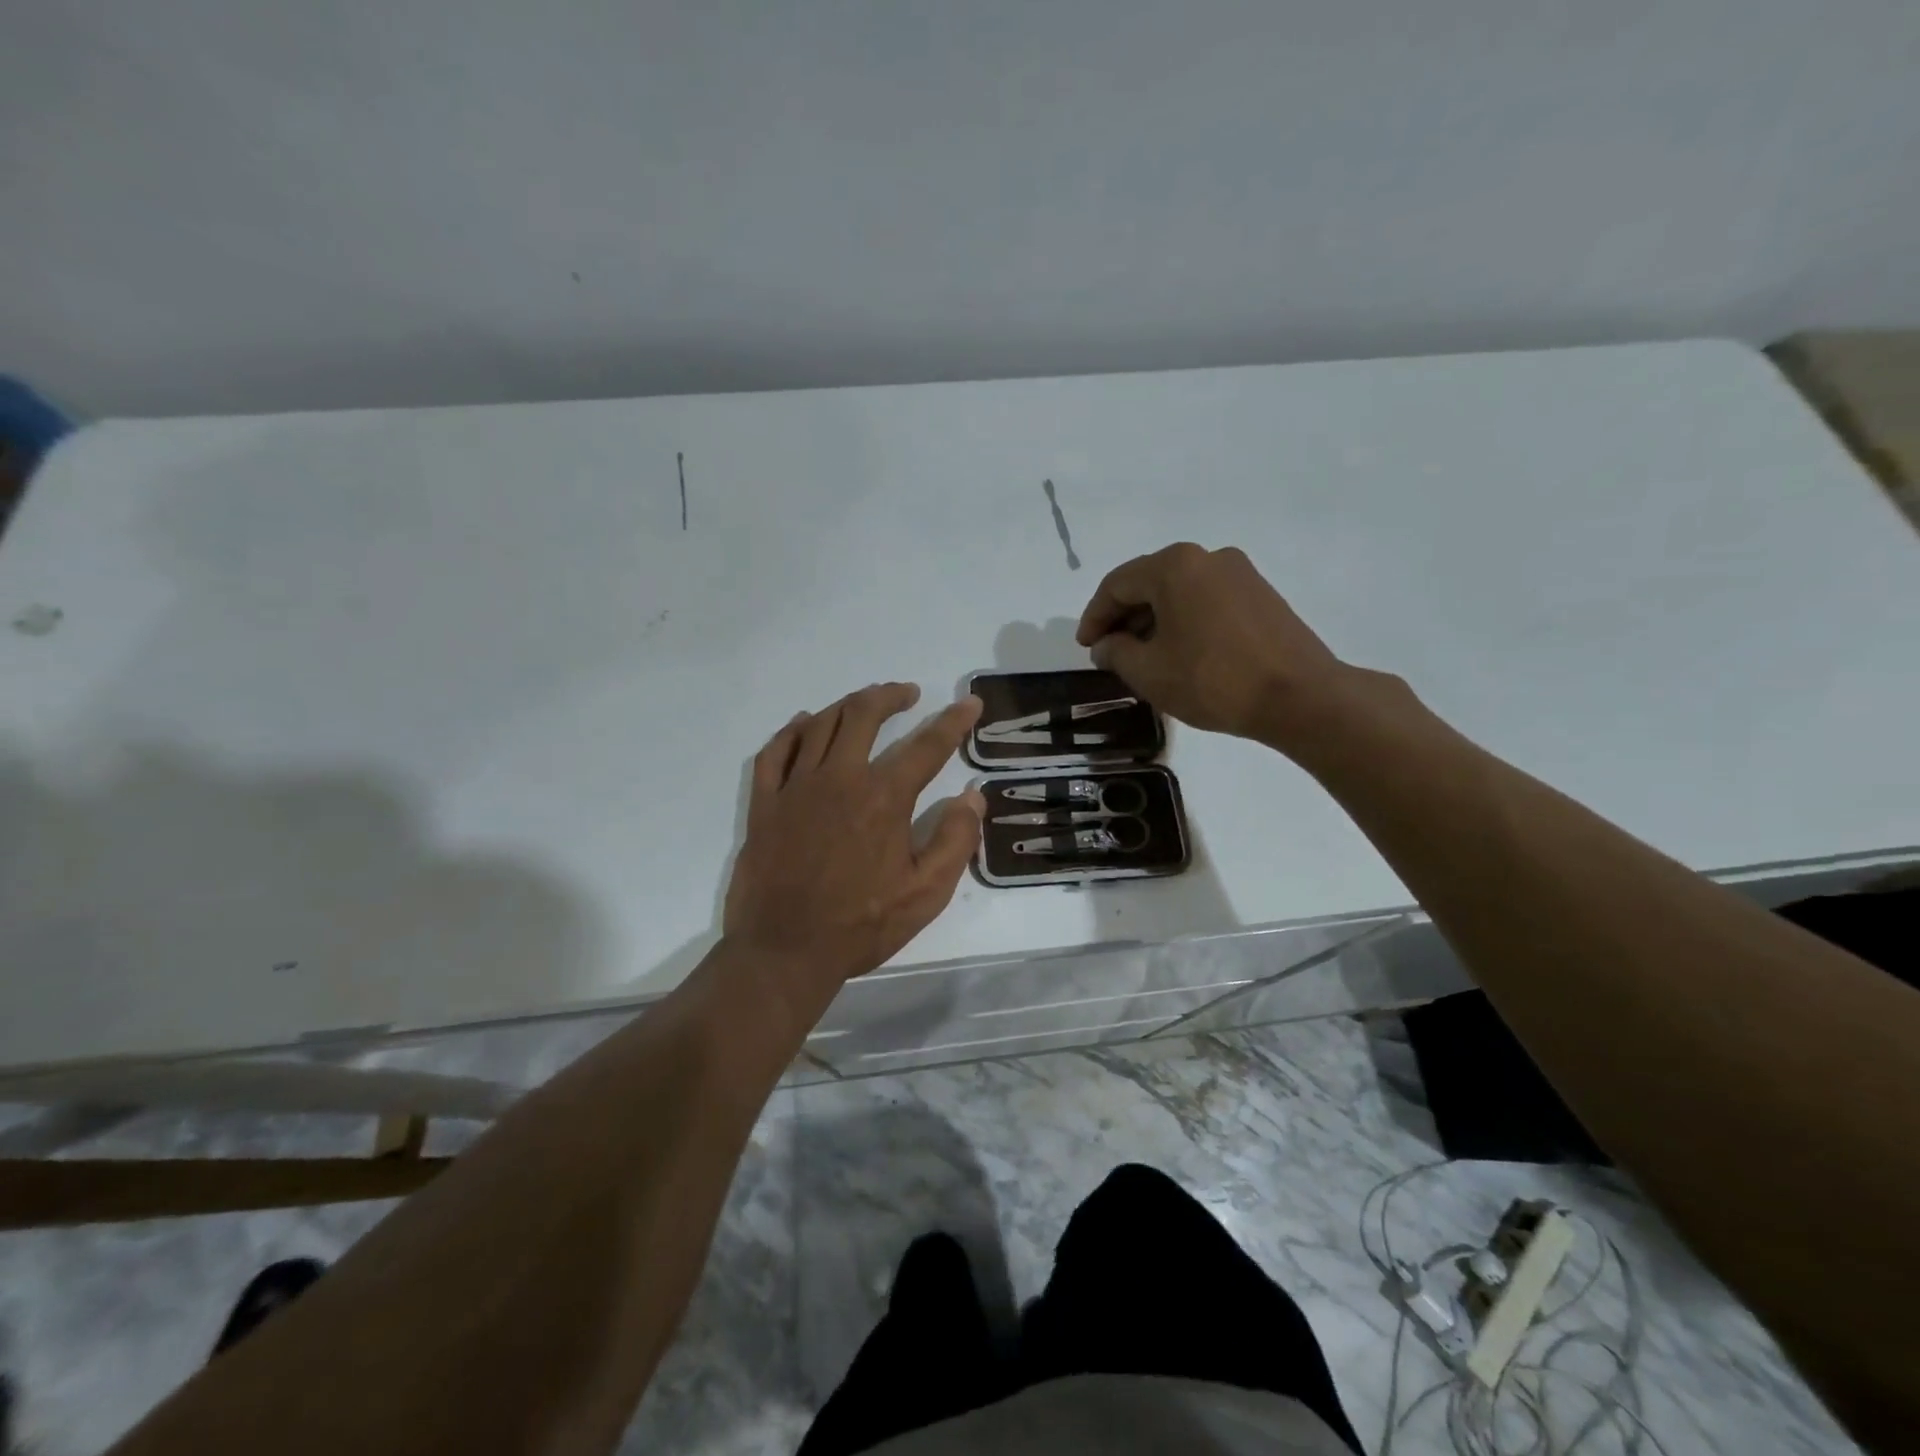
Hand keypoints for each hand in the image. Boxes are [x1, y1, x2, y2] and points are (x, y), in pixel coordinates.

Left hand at [722, 683, 984, 1008]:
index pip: (926, 746)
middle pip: (864, 715)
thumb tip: (973, 796)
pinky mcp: (765, 803)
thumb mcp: (926, 893)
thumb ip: (956, 840)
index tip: (969, 703)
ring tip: (865, 702)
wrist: (784, 951)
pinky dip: (793, 730)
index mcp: (883, 798)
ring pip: (821, 724)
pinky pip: (775, 751)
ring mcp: (795, 787)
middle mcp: (839, 779)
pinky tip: (804, 724)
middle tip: (906, 693)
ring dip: (848, 705)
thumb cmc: (860, 925)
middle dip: (890, 696)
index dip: (953, 721)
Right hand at [1076, 542, 1348, 745]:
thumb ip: (1116, 653)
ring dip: (1153, 620)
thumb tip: (1106, 645)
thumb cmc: (1212, 680)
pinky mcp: (1261, 594)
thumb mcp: (1148, 672)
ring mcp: (1240, 573)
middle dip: (1123, 618)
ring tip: (1142, 657)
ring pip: (1179, 592)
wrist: (1299, 696)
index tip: (1086, 648)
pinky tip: (1180, 652)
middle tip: (1109, 652)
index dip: (1094, 617)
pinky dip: (1184, 621)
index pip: (1117, 585)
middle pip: (1149, 583)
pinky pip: (1206, 600)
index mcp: (1174, 566)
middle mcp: (1207, 557)